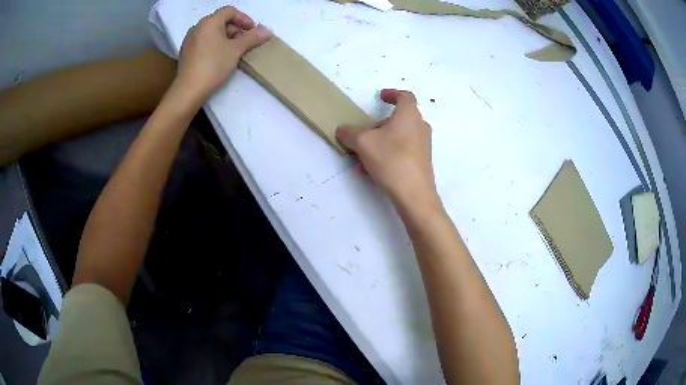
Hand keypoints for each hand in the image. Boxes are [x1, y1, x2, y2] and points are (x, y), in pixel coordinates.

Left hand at [177, 6, 270, 98]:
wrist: (189, 90)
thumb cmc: (214, 65)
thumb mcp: (236, 50)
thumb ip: (252, 37)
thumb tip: (267, 30)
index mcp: (209, 22)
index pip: (230, 11)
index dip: (244, 18)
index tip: (252, 31)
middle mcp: (197, 27)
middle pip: (220, 21)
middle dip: (235, 29)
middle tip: (244, 42)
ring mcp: (189, 40)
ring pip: (211, 32)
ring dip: (225, 37)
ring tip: (233, 51)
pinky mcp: (186, 53)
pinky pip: (203, 42)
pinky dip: (214, 45)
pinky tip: (219, 58)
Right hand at [336, 89, 437, 207]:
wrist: (414, 194)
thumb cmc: (391, 159)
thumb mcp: (362, 142)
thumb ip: (349, 132)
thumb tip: (343, 130)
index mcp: (409, 115)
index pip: (404, 96)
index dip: (392, 94)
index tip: (380, 96)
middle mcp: (420, 127)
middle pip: (399, 119)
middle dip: (379, 125)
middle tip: (364, 134)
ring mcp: (423, 146)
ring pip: (398, 138)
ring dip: (379, 143)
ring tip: (362, 157)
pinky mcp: (422, 163)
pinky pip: (401, 153)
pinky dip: (386, 156)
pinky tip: (371, 172)